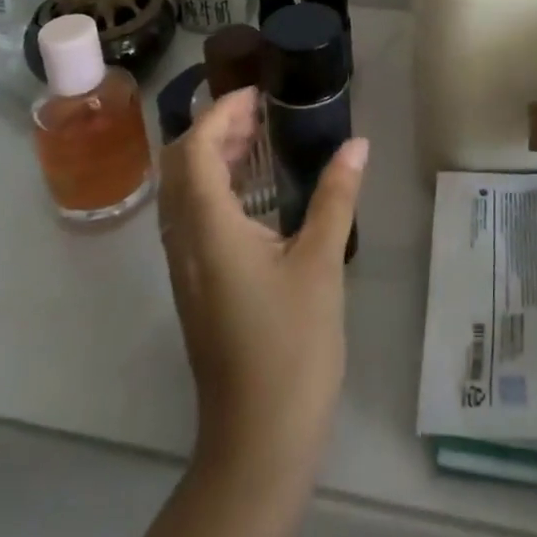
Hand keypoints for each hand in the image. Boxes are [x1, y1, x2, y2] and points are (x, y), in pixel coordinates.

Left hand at [157, 88, 367, 485]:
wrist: (258, 442)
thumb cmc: (291, 348)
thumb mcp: (320, 264)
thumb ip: (335, 197)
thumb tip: (357, 144)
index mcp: (208, 230)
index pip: (193, 150)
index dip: (220, 114)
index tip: (257, 95)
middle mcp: (185, 243)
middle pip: (179, 167)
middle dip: (213, 130)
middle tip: (260, 114)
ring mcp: (185, 269)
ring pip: (183, 194)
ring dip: (211, 158)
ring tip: (258, 142)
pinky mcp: (195, 289)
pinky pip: (192, 219)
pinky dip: (214, 188)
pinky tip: (255, 196)